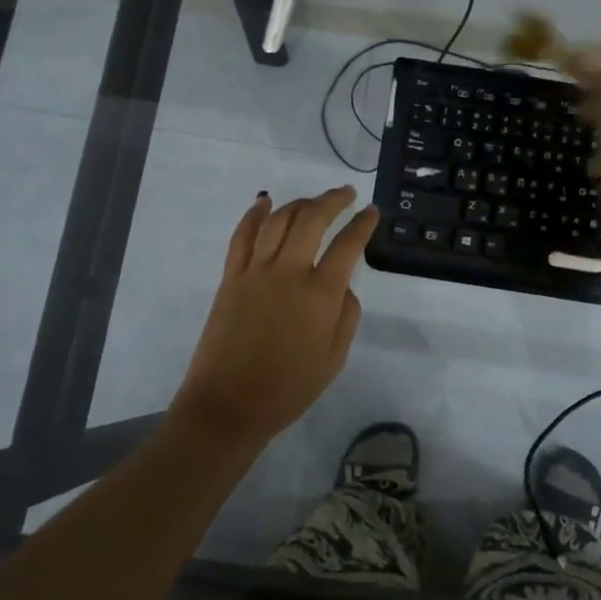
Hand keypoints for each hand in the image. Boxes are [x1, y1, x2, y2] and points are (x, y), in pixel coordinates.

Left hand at [172, 186, 378, 447]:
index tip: (371, 212)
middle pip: (312, 220)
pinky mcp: (230, 278)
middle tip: (346, 194)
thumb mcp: (334, 359)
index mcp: (320, 294)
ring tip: (312, 201)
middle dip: (332, 200)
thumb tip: (342, 285)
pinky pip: (242, 236)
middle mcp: (288, 272)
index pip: (347, 245)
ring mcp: (255, 271)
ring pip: (278, 221)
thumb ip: (346, 316)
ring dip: (299, 204)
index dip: (362, 224)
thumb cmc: (288, 389)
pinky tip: (264, 202)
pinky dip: (254, 215)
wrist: (229, 405)